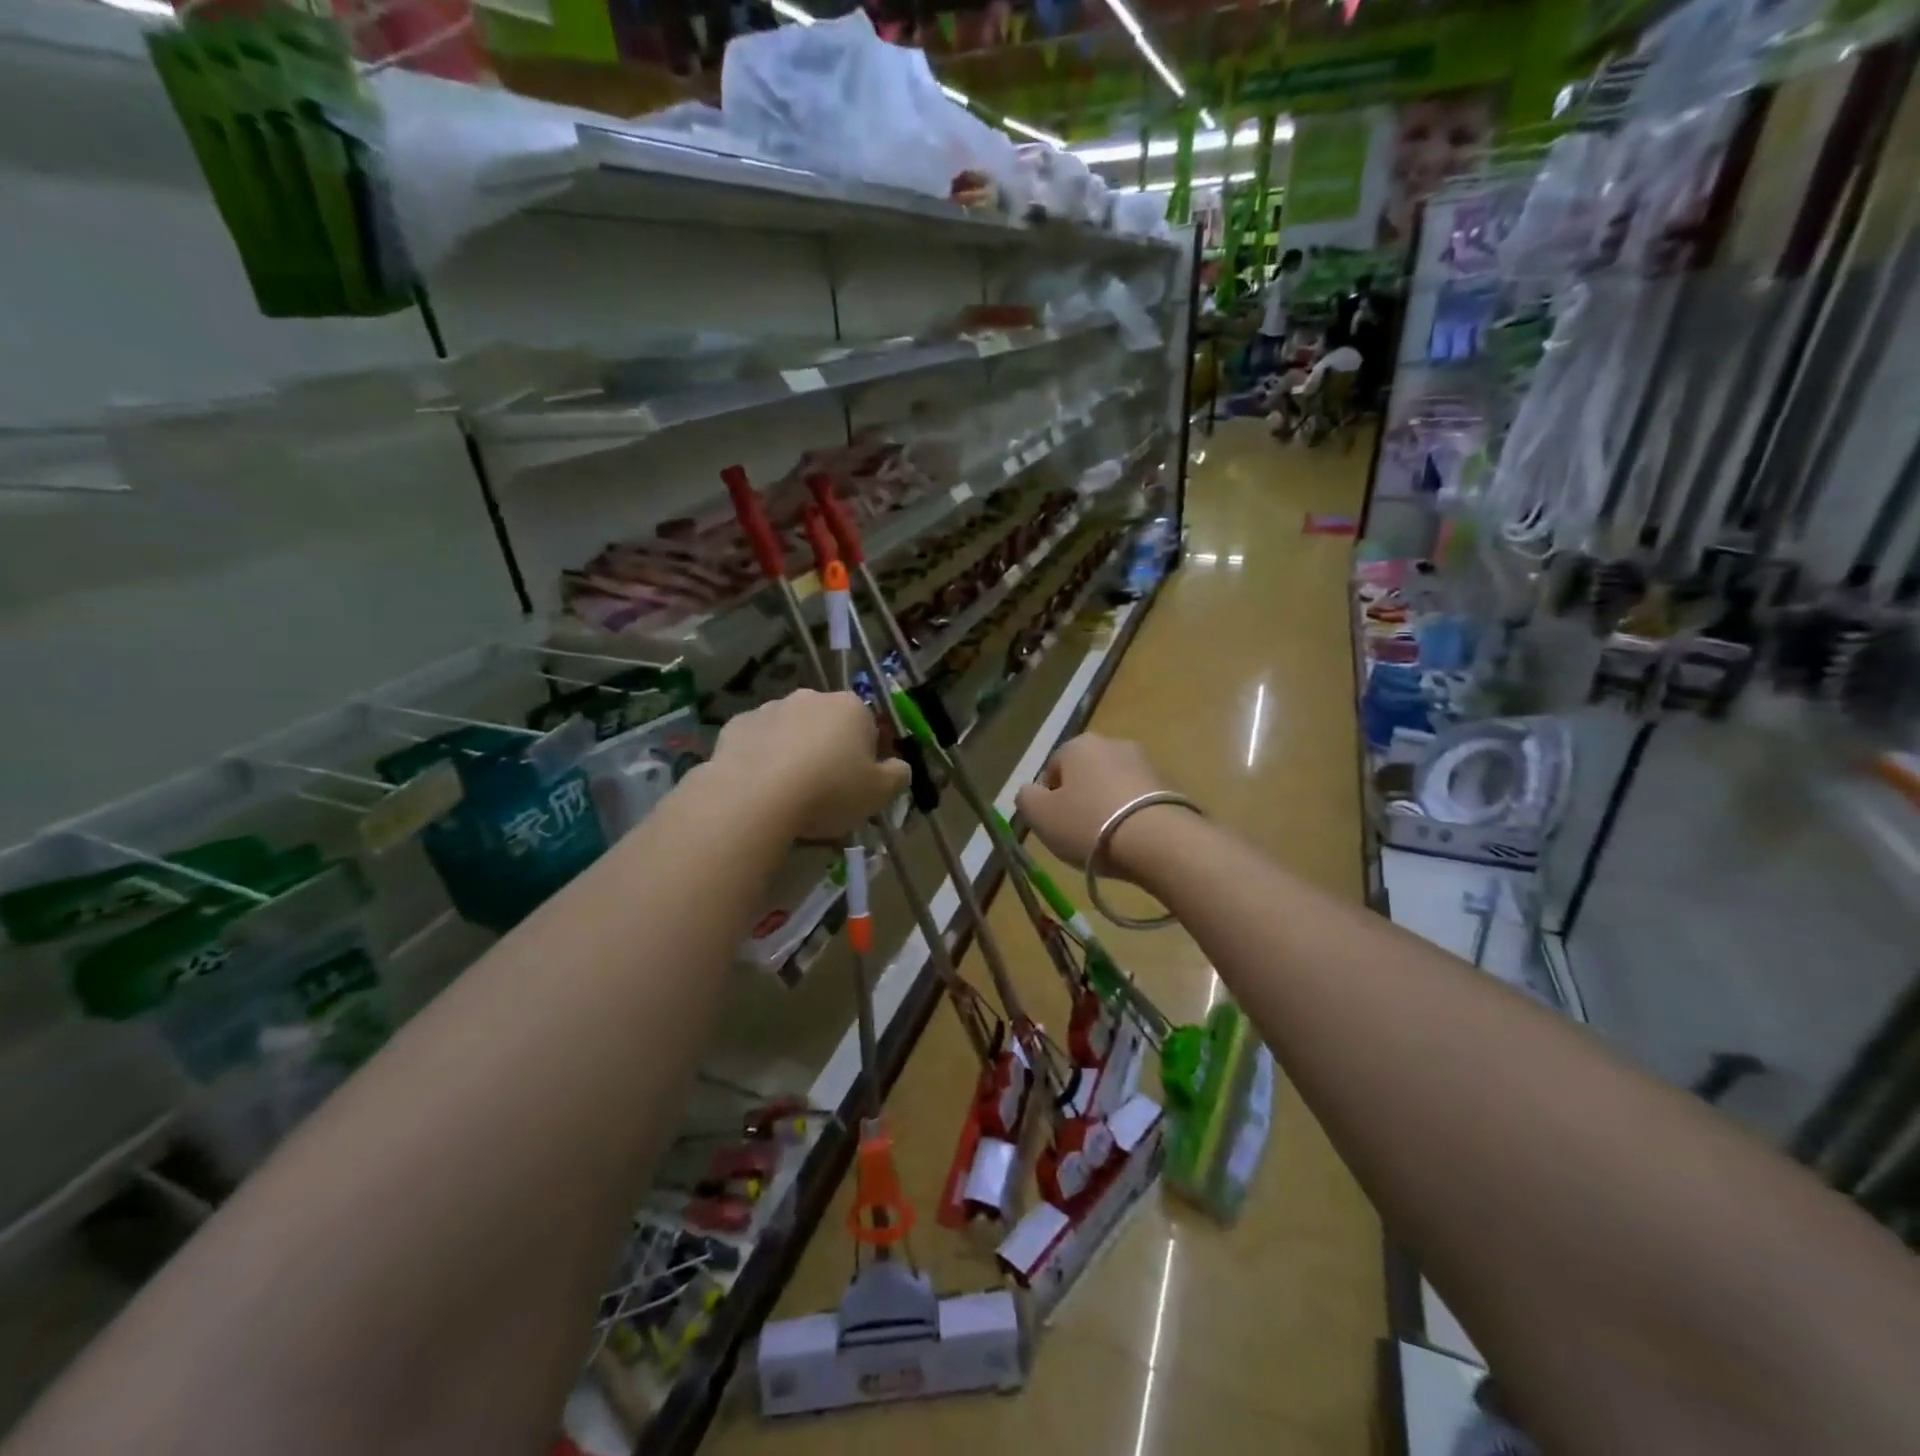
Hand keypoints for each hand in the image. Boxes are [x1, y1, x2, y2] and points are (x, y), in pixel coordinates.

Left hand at [711, 690, 908, 840]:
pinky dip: (760, 758)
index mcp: (851, 708)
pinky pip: (757, 742)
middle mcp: (811, 698)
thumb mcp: (879, 793)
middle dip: (828, 749)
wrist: (755, 797)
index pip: (868, 726)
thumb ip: (897, 776)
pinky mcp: (735, 725)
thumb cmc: (829, 791)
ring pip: (790, 731)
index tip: (859, 783)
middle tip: (826, 789)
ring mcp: (770, 708)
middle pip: (827, 724)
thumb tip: (900, 767)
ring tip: (789, 792)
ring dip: (793, 751)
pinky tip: (759, 787)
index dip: (867, 756)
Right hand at [1015, 735, 1182, 877]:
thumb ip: (1026, 798)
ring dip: (1107, 808)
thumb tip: (1030, 791)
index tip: (1053, 826)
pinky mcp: (1170, 785)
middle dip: (1080, 801)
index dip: (1048, 799)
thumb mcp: (1040, 815)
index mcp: (1078, 744)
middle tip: (1078, 834)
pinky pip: (1139, 801)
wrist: (1159, 841)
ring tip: (1108, 842)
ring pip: (1113, 787)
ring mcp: (1145, 763)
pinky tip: (1132, 841)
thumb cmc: (1089, 824)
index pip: (1052, 769)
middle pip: (1085, 775)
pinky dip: (1132, 817)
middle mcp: (1113, 744)